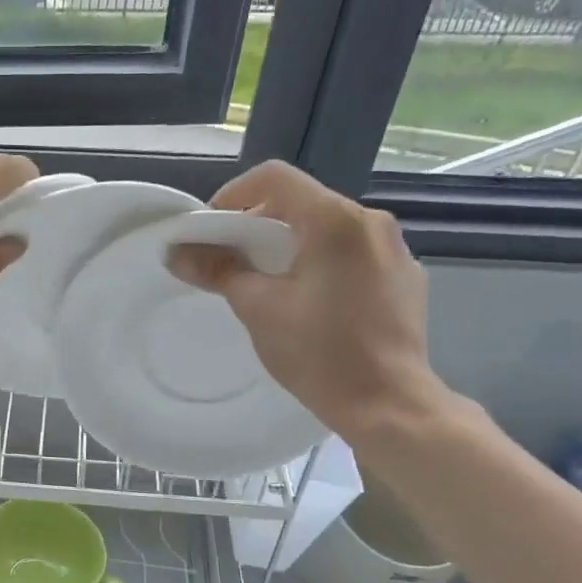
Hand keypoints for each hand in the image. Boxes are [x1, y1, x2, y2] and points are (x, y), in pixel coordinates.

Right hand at [169, 160, 451, 441]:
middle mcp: (370, 221)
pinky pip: (353, 252)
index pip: (274, 177)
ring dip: (290, 244)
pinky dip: (322, 261)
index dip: (232, 195)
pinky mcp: (405, 277)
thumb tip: (177, 252)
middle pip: (301, 201)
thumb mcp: (258, 308)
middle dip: (258, 224)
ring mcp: (394, 249)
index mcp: (334, 220)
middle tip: (230, 259)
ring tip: (268, 283)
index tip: (211, 231)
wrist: (388, 404)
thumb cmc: (319, 352)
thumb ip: (218, 270)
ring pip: (328, 227)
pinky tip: (310, 301)